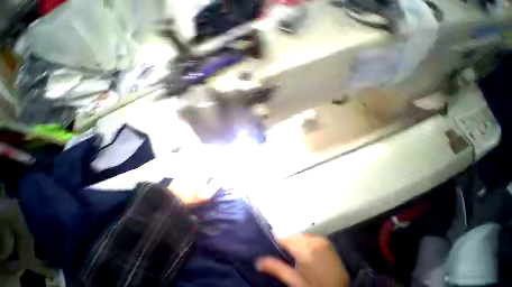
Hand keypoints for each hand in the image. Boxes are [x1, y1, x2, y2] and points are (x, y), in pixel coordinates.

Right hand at [255, 234, 349, 286]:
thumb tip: (258, 261)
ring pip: (302, 237)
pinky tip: (308, 255)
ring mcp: (322, 240)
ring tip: (298, 257)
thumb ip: (276, 267)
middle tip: (288, 256)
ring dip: (298, 243)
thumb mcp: (295, 281)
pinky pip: (312, 238)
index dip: (279, 242)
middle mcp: (313, 240)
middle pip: (294, 236)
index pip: (285, 238)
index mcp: (305, 248)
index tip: (275, 246)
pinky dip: (307, 244)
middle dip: (289, 244)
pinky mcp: (328, 243)